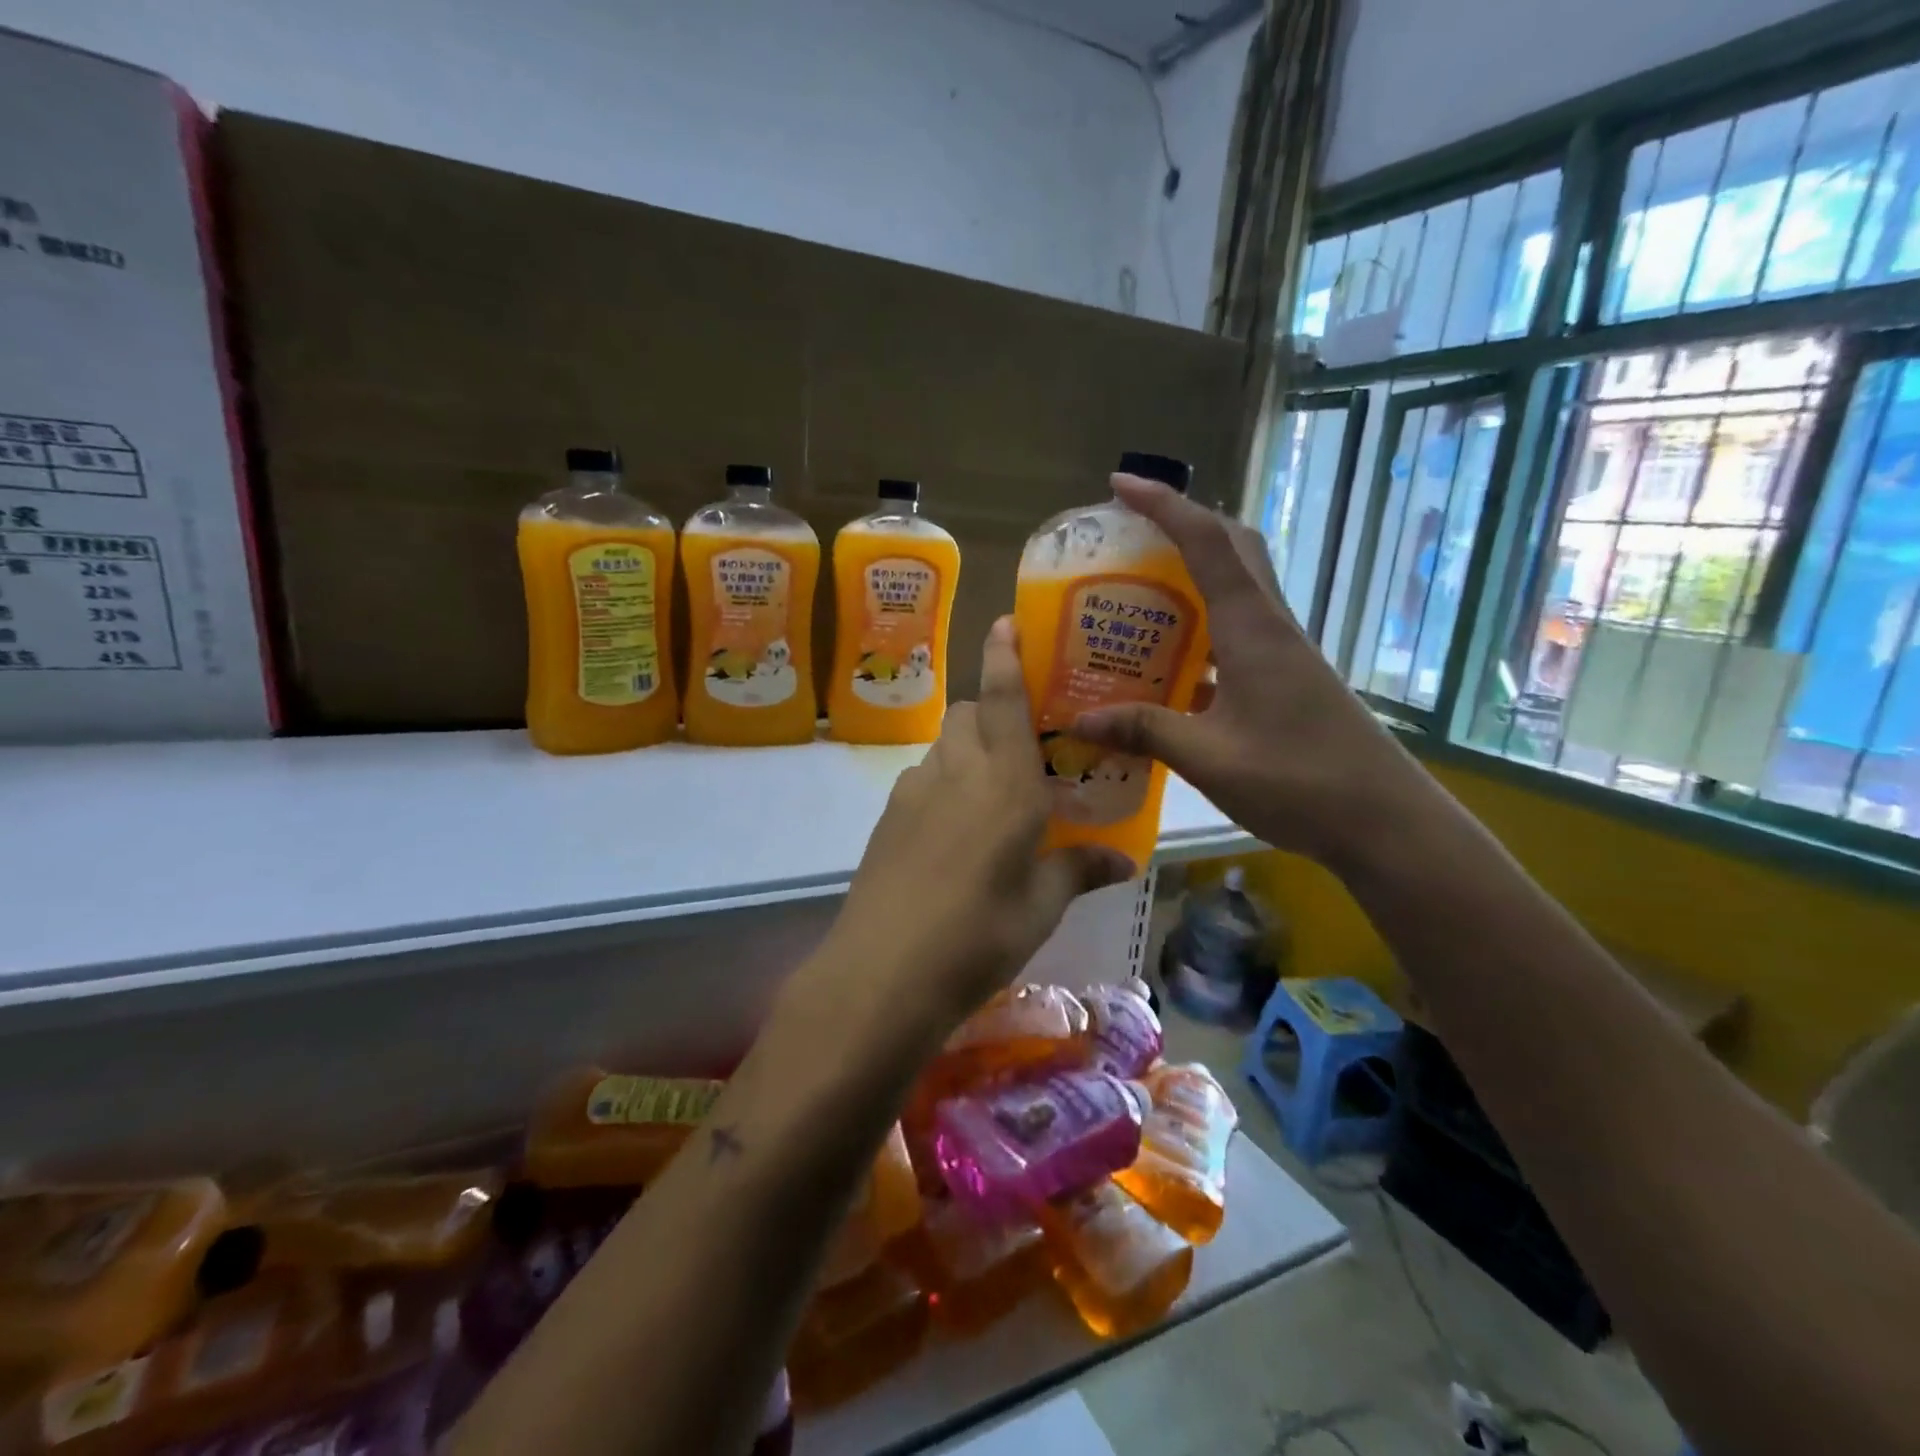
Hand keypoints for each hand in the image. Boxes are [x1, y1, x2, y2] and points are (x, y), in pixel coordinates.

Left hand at [802, 618, 1132, 1046]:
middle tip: (1022, 751)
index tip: (1004, 621)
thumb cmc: (979, 934)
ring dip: (968, 753)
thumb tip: (1124, 860)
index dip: (1005, 655)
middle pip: (970, 715)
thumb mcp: (1041, 907)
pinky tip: (954, 836)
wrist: (883, 972)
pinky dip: (943, 786)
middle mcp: (956, 771)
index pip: (1005, 699)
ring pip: (944, 747)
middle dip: (994, 715)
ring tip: (991, 799)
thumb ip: (1079, 871)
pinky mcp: (888, 818)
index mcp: (1005, 782)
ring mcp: (914, 792)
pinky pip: (922, 780)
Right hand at [1072, 474, 1431, 867]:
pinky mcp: (1288, 678)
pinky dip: (1205, 624)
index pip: (1207, 544)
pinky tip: (1173, 660)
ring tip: (1143, 589)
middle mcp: (1272, 626)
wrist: (1383, 820)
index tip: (1121, 485)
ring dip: (1197, 571)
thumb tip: (1080, 721)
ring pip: (1241, 586)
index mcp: (1253, 629)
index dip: (1164, 506)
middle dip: (1185, 525)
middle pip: (1234, 548)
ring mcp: (1284, 653)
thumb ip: (1145, 732)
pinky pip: (1240, 630)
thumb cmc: (1299, 780)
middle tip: (1133, 533)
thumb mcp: (1209, 758)